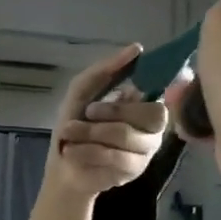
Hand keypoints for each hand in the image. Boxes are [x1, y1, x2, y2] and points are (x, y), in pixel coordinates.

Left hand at [49, 45, 169, 195]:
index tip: (105, 99)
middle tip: (88, 113)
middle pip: (150, 115)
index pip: (157, 95)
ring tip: (70, 133)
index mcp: (145, 106)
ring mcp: (146, 152)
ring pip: (126, 135)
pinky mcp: (135, 171)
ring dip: (91, 132)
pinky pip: (116, 157)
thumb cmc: (77, 124)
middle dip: (112, 112)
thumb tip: (137, 48)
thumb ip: (107, 69)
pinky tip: (73, 151)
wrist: (63, 165)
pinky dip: (88, 151)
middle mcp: (153, 129)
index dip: (132, 96)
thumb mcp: (83, 90)